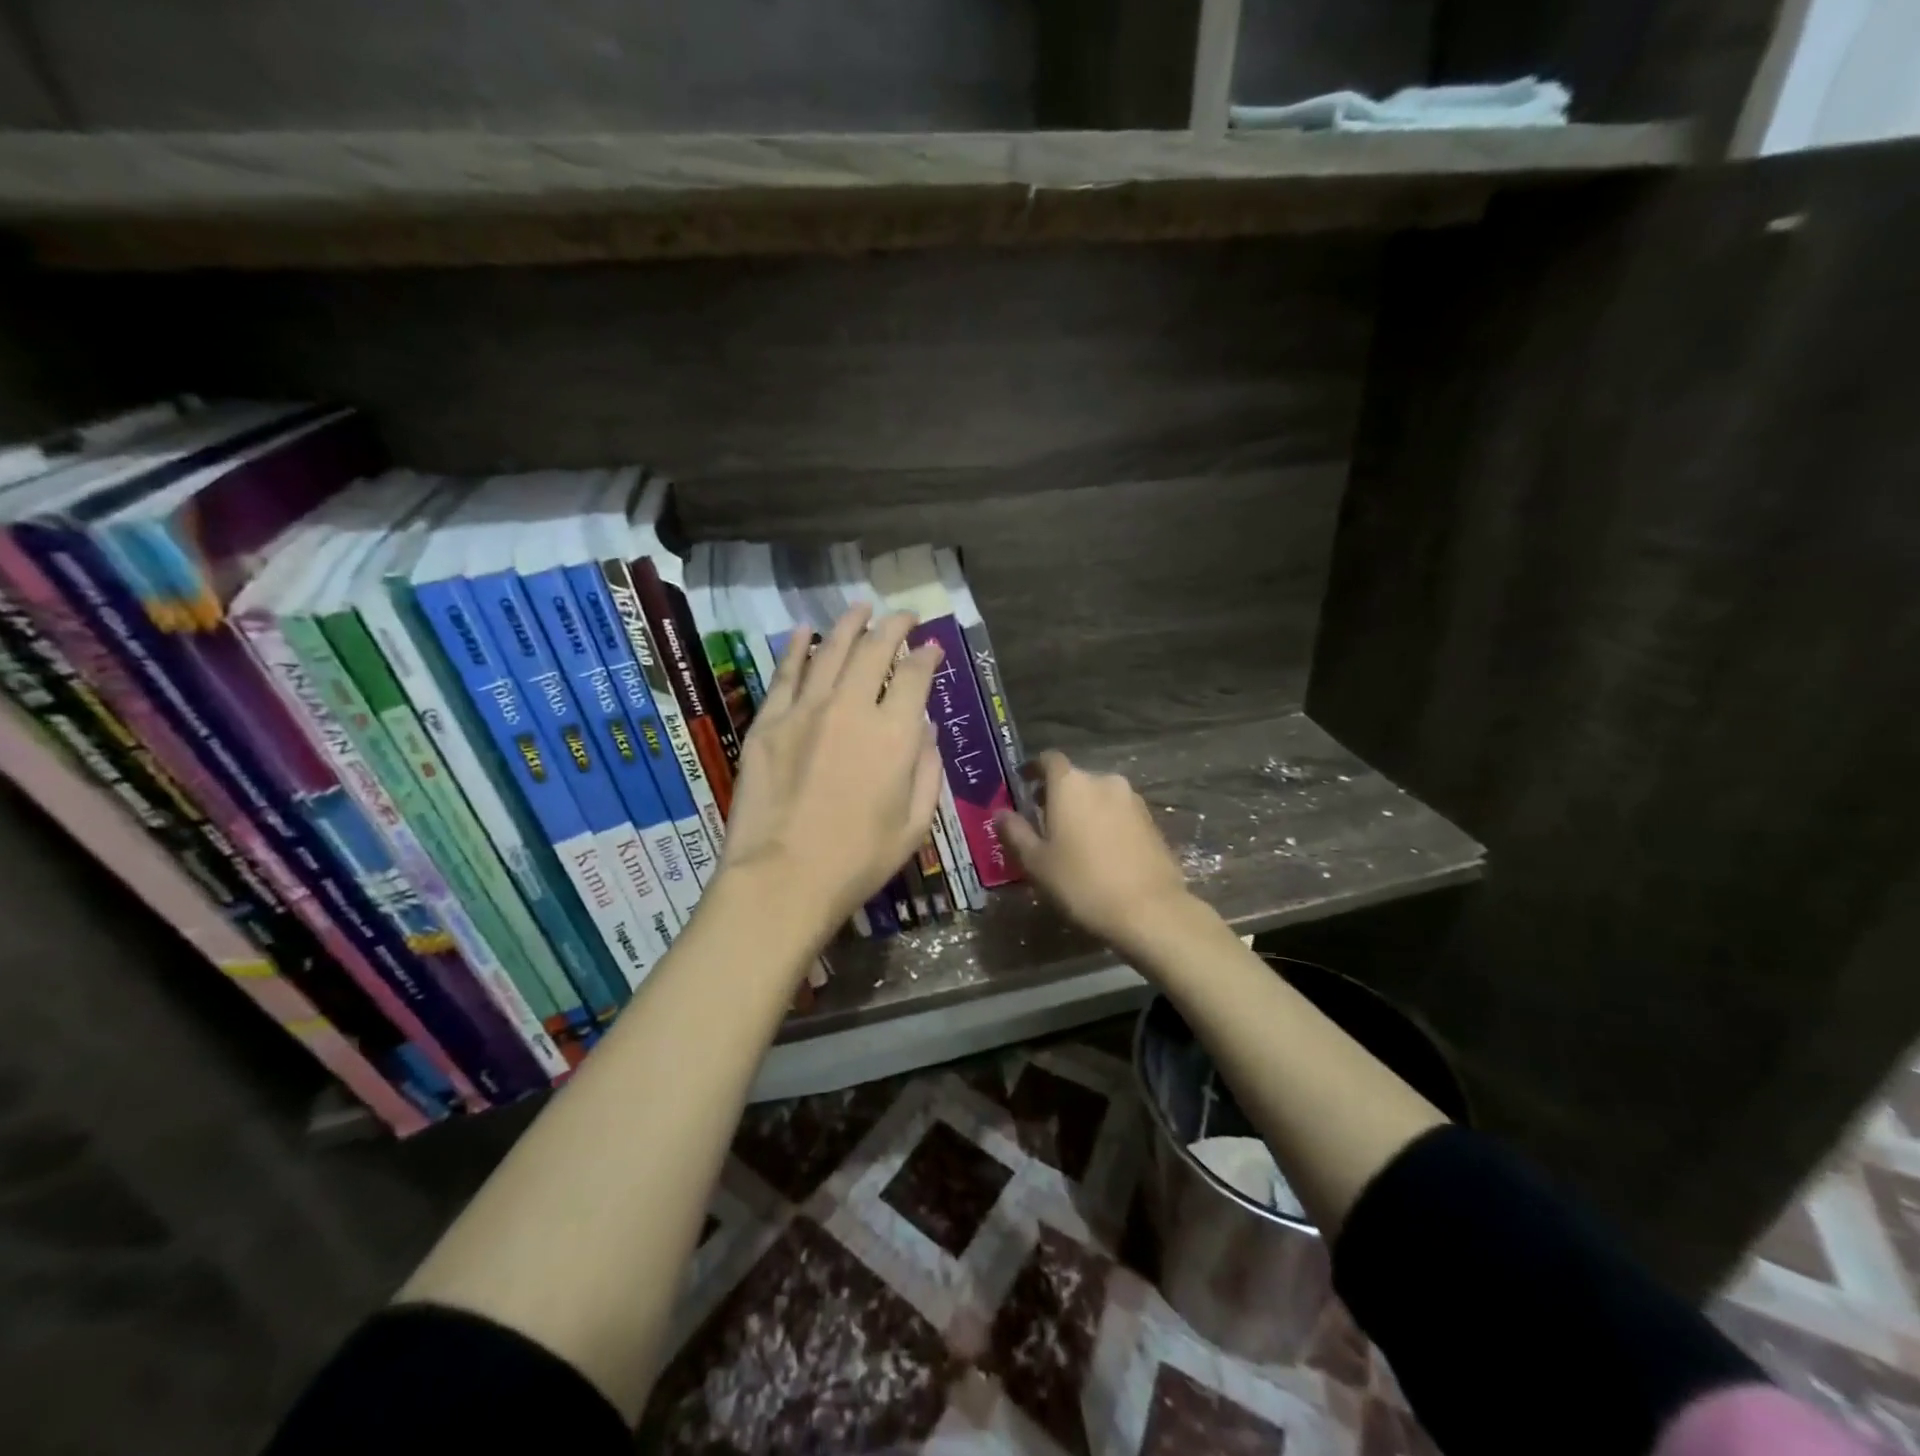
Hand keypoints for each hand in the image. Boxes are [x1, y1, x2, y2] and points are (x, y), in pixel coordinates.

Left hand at [719, 606, 944, 944]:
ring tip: (861, 609)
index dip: (926, 655)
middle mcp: (851, 708)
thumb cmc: (858, 861)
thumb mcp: (915, 825)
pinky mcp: (768, 723)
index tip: (931, 647)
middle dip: (894, 626)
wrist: (782, 879)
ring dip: (849, 625)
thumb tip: (926, 729)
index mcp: (894, 734)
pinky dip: (796, 648)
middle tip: (903, 616)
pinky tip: (804, 631)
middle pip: (875, 650)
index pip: (915, 675)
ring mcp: (805, 711)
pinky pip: (785, 674)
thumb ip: (927, 770)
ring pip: (830, 651)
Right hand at [997, 750, 1193, 950]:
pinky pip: (1120, 813)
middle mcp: (1103, 781)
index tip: (1023, 783)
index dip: (1033, 769)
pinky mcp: (1152, 821)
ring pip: (1099, 795)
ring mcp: (1133, 800)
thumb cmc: (1082, 883)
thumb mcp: (1037, 862)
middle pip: (1074, 778)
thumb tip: (1000, 813)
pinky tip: (1101, 851)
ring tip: (1073, 839)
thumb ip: (1015, 833)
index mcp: (1071, 783)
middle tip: (1043, 820)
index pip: (1048, 760)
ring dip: (1084, 809)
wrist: (1150, 911)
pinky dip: (1106, 823)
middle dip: (1057, 794)